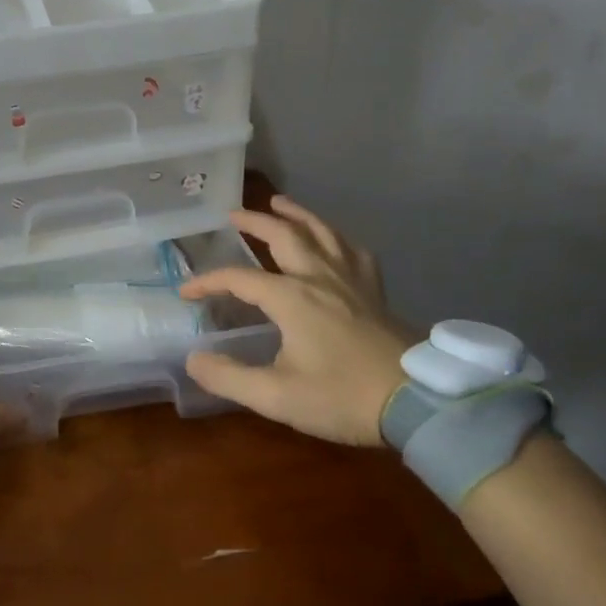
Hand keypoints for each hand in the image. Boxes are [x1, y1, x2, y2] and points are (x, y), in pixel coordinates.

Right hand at [181, 196, 418, 447]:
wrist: (420, 403)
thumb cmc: (343, 397)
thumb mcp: (278, 396)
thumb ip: (230, 378)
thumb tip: (193, 360)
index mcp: (291, 297)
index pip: (238, 279)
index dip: (208, 282)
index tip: (186, 292)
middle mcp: (319, 277)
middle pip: (284, 235)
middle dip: (255, 222)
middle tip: (234, 214)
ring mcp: (351, 281)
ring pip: (322, 233)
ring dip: (297, 214)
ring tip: (281, 202)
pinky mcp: (375, 292)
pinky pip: (354, 252)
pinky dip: (338, 238)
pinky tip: (335, 241)